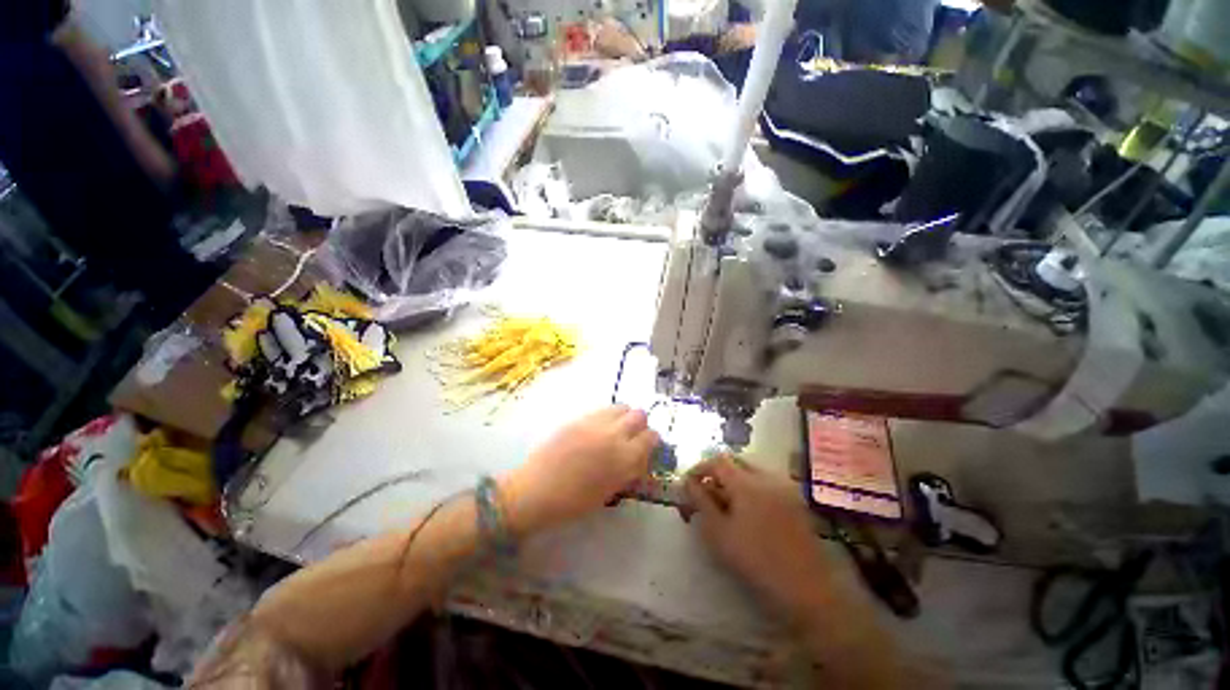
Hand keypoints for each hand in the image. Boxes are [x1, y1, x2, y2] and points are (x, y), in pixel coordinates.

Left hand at [499, 405, 657, 535]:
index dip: (652, 441)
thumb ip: (628, 472)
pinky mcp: (580, 418)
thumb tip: (639, 460)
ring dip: (625, 417)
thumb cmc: (573, 502)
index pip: (651, 437)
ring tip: (616, 430)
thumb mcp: (609, 492)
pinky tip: (599, 428)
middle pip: (640, 415)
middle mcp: (615, 435)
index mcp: (625, 458)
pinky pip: (602, 410)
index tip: (648, 448)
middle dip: (640, 425)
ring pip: (622, 407)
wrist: (536, 490)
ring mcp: (596, 423)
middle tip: (632, 437)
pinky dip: (608, 416)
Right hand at [684, 456, 830, 614]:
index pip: (717, 461)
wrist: (807, 589)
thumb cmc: (756, 561)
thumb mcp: (719, 533)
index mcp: (747, 482)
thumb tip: (689, 483)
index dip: (700, 468)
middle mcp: (767, 477)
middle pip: (736, 462)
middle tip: (706, 493)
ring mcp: (784, 488)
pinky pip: (767, 483)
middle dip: (717, 473)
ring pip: (752, 471)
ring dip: (734, 480)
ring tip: (725, 504)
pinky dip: (751, 488)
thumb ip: (701, 502)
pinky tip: (748, 512)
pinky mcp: (795, 501)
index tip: (688, 484)